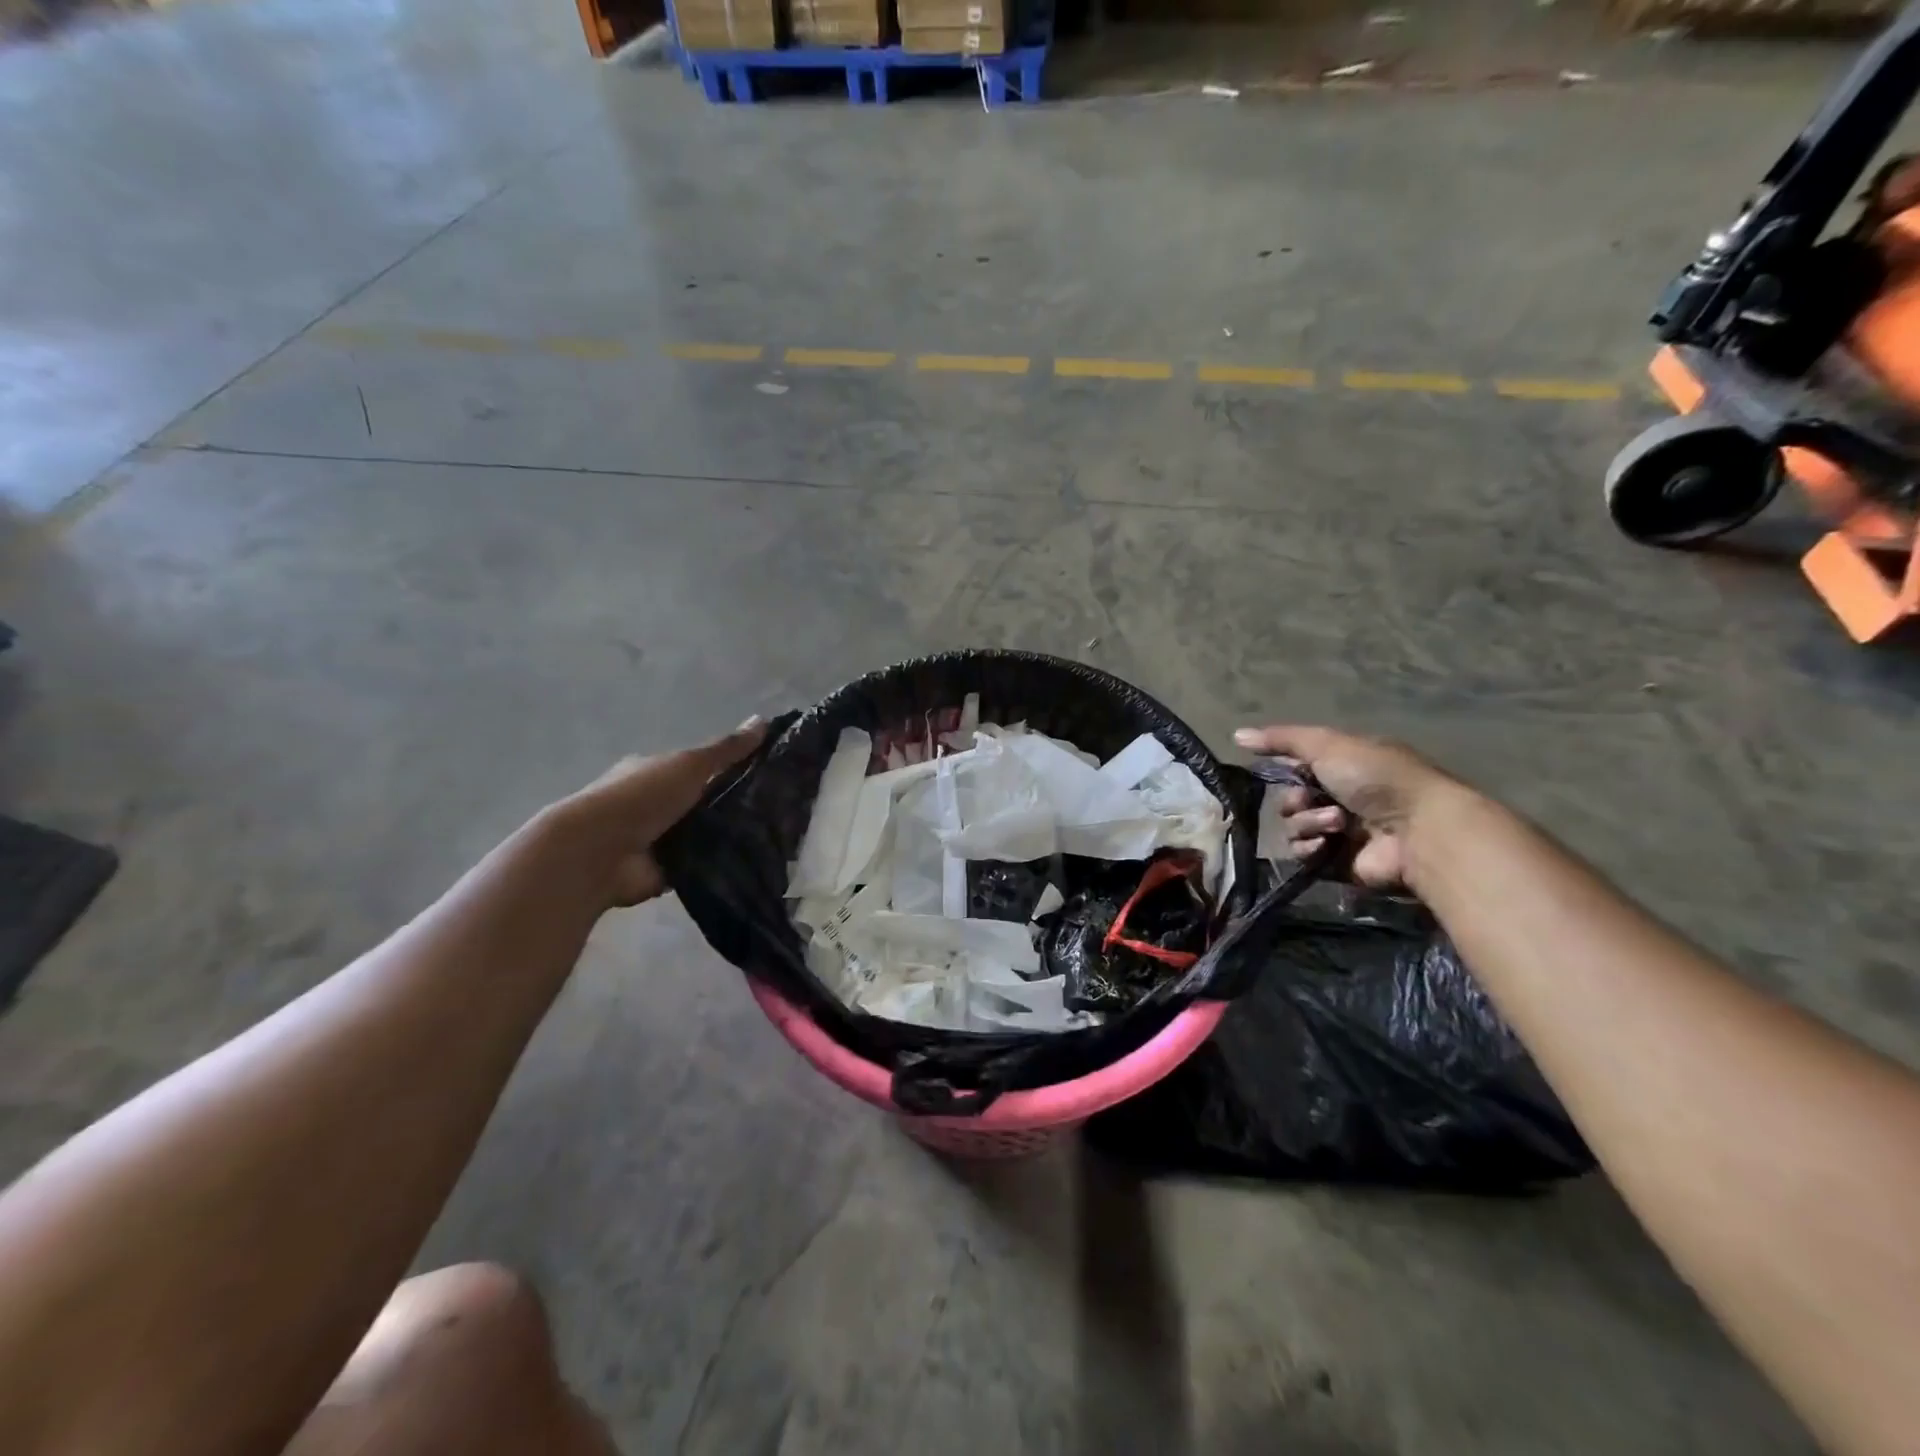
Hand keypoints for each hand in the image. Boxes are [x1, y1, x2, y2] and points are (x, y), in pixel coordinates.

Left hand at [556, 716, 765, 906]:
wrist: (599, 852)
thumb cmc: (642, 796)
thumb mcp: (690, 764)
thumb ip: (727, 749)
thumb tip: (764, 720)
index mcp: (655, 771)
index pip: (698, 767)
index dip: (729, 768)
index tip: (766, 774)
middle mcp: (654, 804)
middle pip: (703, 801)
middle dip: (734, 805)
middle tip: (778, 809)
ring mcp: (657, 839)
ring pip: (704, 835)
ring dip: (728, 836)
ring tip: (773, 837)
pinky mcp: (664, 872)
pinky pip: (700, 866)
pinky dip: (718, 865)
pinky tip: (751, 862)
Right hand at [1234, 724, 1454, 889]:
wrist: (1417, 829)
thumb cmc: (1376, 778)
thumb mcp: (1327, 745)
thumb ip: (1281, 739)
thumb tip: (1236, 735)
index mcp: (1344, 766)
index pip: (1297, 766)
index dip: (1284, 769)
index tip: (1280, 770)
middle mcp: (1342, 798)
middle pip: (1290, 799)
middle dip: (1295, 800)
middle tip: (1309, 799)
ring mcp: (1341, 833)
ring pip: (1294, 827)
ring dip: (1308, 822)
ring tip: (1336, 823)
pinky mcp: (1337, 864)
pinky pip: (1302, 855)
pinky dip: (1309, 848)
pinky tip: (1325, 845)